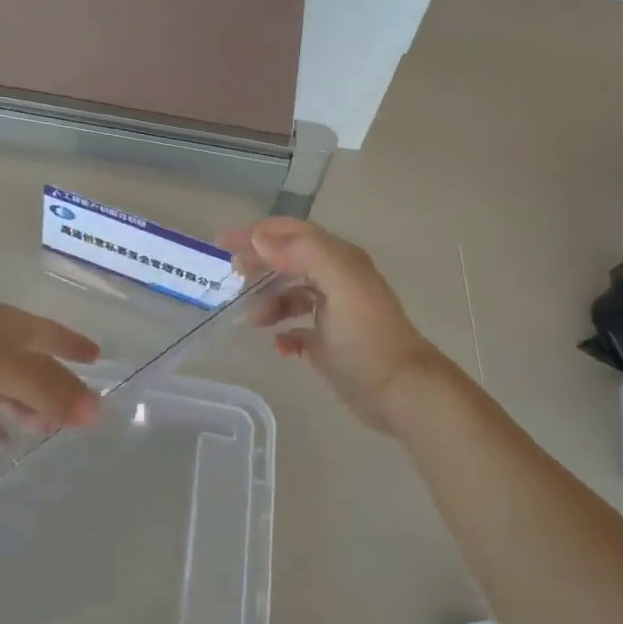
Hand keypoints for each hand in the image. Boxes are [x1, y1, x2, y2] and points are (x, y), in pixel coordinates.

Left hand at [0, 306, 99, 447]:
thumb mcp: (0, 366)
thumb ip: (47, 388)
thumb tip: (94, 410)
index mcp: (2, 327)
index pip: (48, 333)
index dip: (73, 344)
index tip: (97, 358)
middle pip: (31, 367)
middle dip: (56, 387)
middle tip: (80, 414)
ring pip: (7, 393)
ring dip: (27, 410)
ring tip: (45, 431)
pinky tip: (3, 443)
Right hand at [221, 218, 448, 435]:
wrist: (399, 390)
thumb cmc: (367, 335)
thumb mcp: (341, 284)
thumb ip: (304, 253)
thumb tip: (260, 238)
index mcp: (340, 260)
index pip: (293, 234)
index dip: (258, 232)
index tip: (222, 240)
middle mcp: (336, 280)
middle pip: (289, 261)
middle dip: (258, 263)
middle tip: (231, 274)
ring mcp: (333, 313)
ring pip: (290, 295)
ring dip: (267, 301)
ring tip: (252, 318)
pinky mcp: (329, 343)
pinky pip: (297, 330)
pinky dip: (282, 333)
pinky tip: (279, 345)